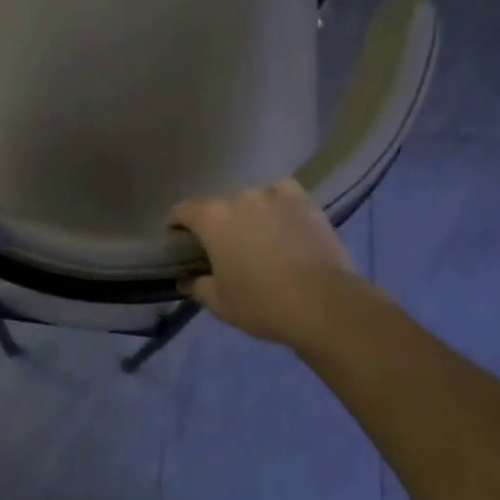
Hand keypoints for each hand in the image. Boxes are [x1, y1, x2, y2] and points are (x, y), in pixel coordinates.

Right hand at [168, 179, 382, 351]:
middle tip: (221, 248)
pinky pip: (282, 194)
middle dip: (214, 223)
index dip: (175, 225)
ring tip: (255, 235)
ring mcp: (274, 196)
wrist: (325, 305)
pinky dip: (276, 203)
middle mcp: (239, 198)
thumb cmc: (263, 304)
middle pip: (217, 205)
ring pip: (250, 199)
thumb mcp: (220, 303)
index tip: (177, 240)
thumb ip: (197, 286)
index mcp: (212, 218)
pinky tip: (280, 219)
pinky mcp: (304, 202)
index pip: (182, 211)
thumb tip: (186, 278)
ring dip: (246, 214)